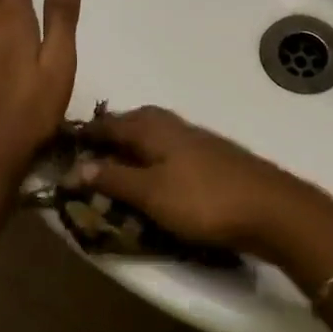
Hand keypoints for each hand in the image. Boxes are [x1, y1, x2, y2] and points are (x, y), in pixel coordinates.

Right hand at [78, 107, 331, 257]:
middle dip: (110, 135)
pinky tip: (155, 179)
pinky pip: (169, 151)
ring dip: (132, 148)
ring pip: (153, 136)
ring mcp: (196, 139)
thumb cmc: (203, 200)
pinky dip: (153, 160)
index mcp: (152, 127)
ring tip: (117, 170)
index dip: (85, 134)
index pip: (108, 123)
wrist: (271, 209)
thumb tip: (75, 165)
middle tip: (88, 157)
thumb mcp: (150, 193)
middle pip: (132, 123)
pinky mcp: (212, 158)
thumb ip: (113, 177)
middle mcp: (172, 124)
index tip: (61, 146)